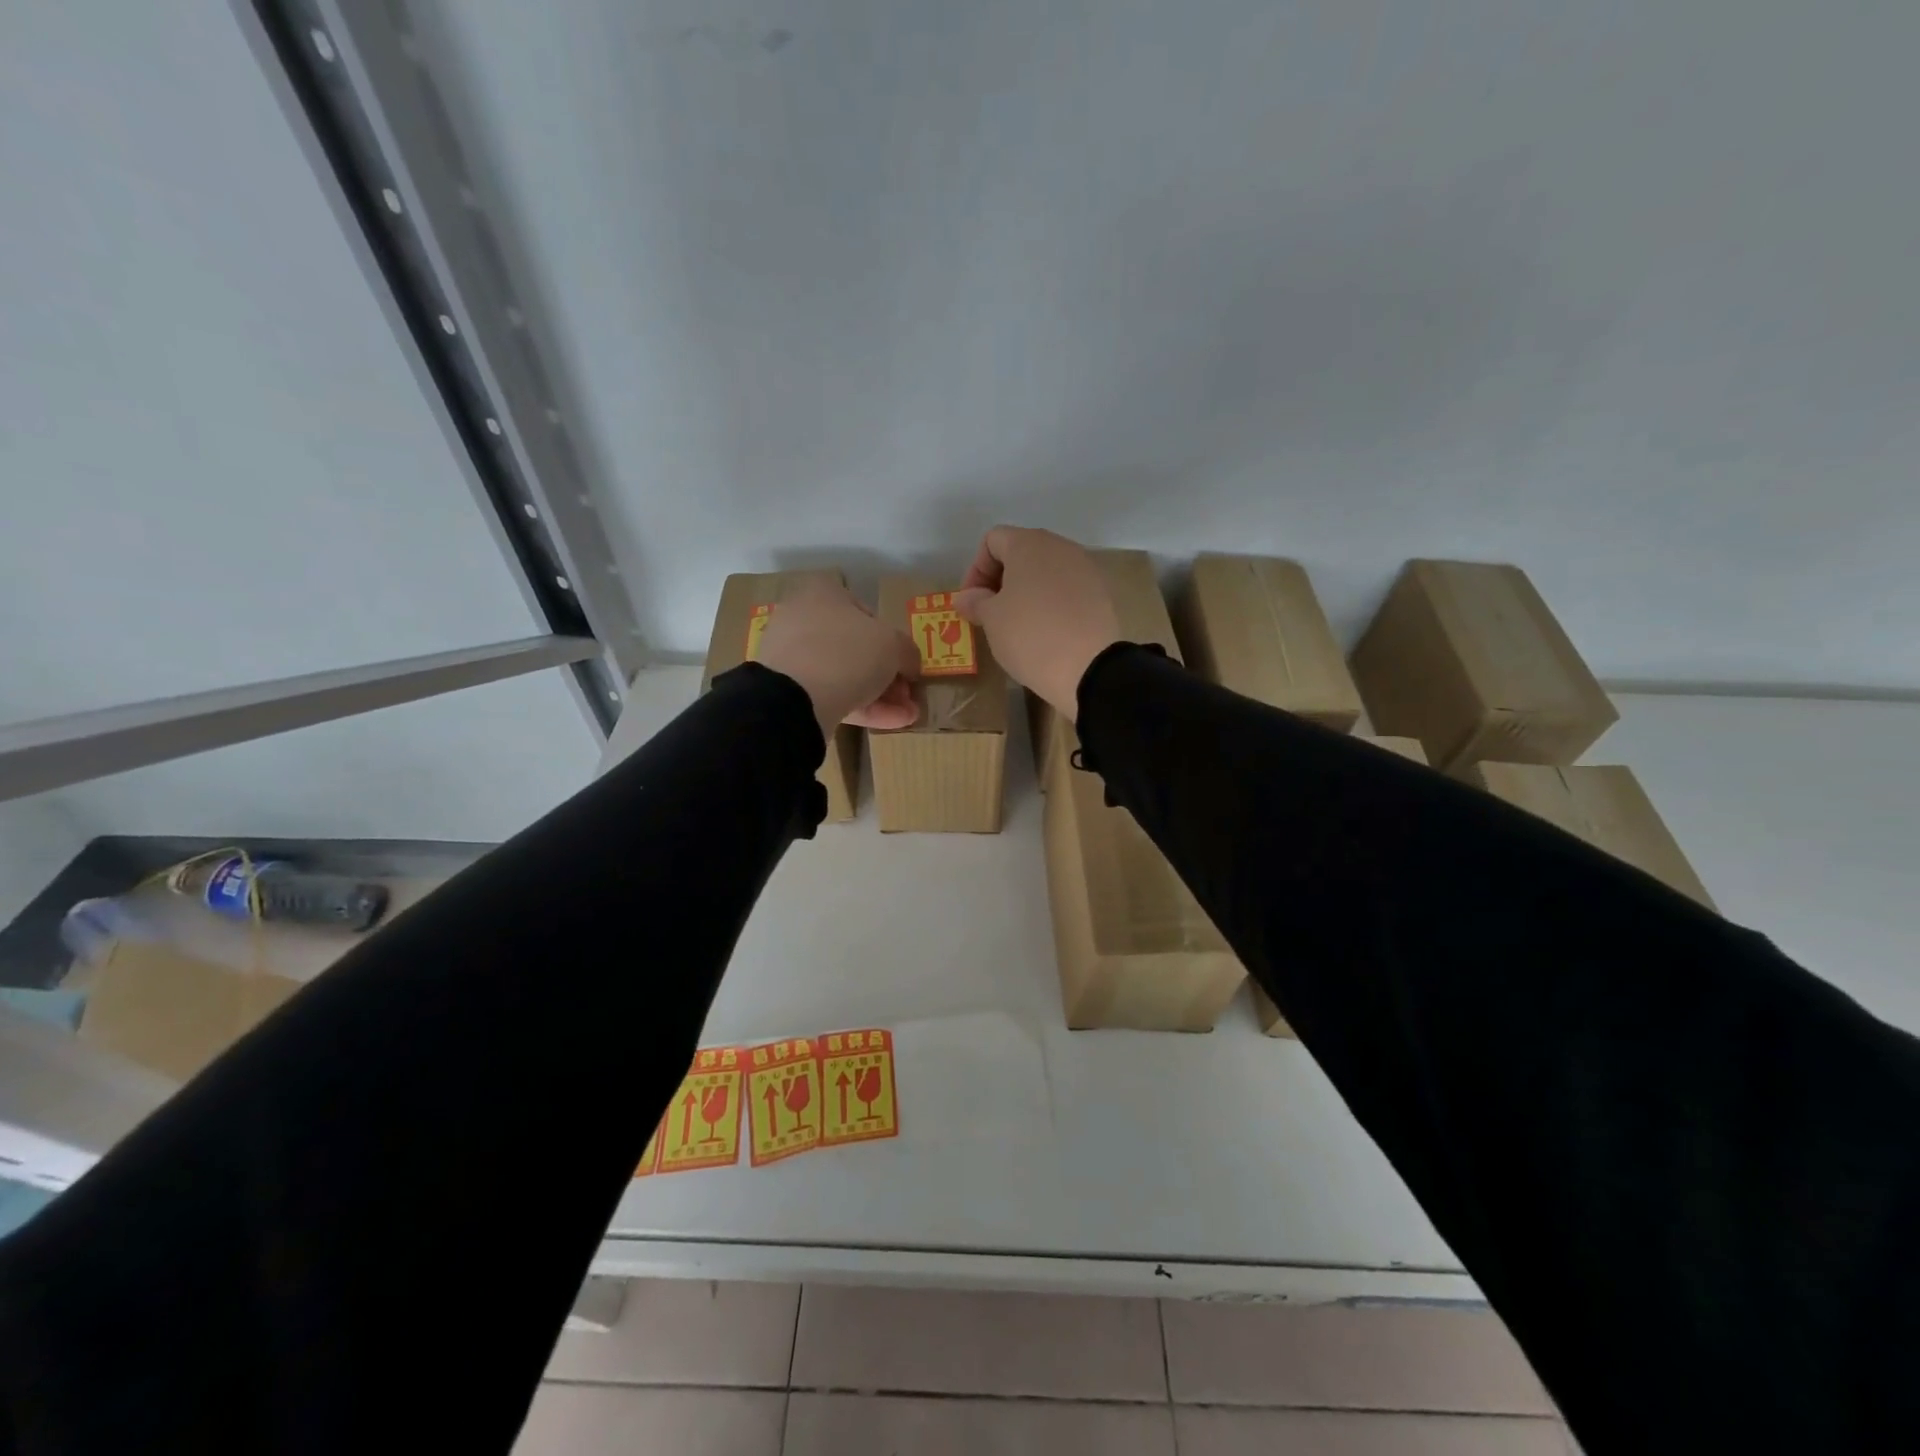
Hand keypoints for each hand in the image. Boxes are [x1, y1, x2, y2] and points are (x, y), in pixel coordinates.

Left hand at [755, 581, 919, 742]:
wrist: (795, 696)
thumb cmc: (848, 651)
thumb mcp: (893, 645)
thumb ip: (907, 652)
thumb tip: (909, 664)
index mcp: (823, 593)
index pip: (866, 612)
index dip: (892, 639)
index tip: (906, 663)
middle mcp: (802, 618)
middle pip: (855, 647)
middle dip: (887, 673)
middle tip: (907, 693)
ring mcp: (791, 656)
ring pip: (843, 674)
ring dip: (880, 694)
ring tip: (907, 714)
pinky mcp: (786, 690)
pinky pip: (830, 694)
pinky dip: (861, 707)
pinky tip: (891, 723)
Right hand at [953, 526, 1120, 719]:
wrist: (1089, 668)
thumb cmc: (1030, 635)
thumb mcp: (992, 620)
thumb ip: (975, 602)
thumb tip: (965, 597)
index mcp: (1029, 544)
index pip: (992, 541)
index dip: (975, 569)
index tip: (973, 602)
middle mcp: (1060, 547)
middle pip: (1021, 552)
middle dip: (1000, 579)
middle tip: (991, 613)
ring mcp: (1085, 568)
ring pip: (1045, 571)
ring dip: (1026, 591)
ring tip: (1017, 624)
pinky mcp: (1100, 593)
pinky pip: (1066, 589)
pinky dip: (1050, 602)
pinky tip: (1046, 630)